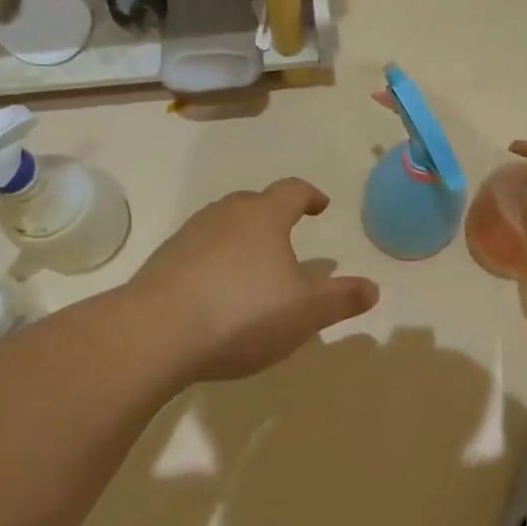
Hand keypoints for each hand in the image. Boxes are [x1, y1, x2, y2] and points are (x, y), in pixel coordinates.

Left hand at [134, 179, 379, 382]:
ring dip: (242, 239)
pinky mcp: (162, 264)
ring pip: (222, 226)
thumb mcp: (305, 311)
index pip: (292, 191)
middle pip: (253, 203)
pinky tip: (217, 294)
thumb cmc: (242, 312)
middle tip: (287, 235)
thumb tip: (372, 288)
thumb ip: (341, 298)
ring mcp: (188, 237)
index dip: (309, 196)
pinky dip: (214, 264)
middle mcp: (224, 216)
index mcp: (263, 217)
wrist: (154, 334)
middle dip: (273, 215)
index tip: (320, 206)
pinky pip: (198, 253)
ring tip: (254, 267)